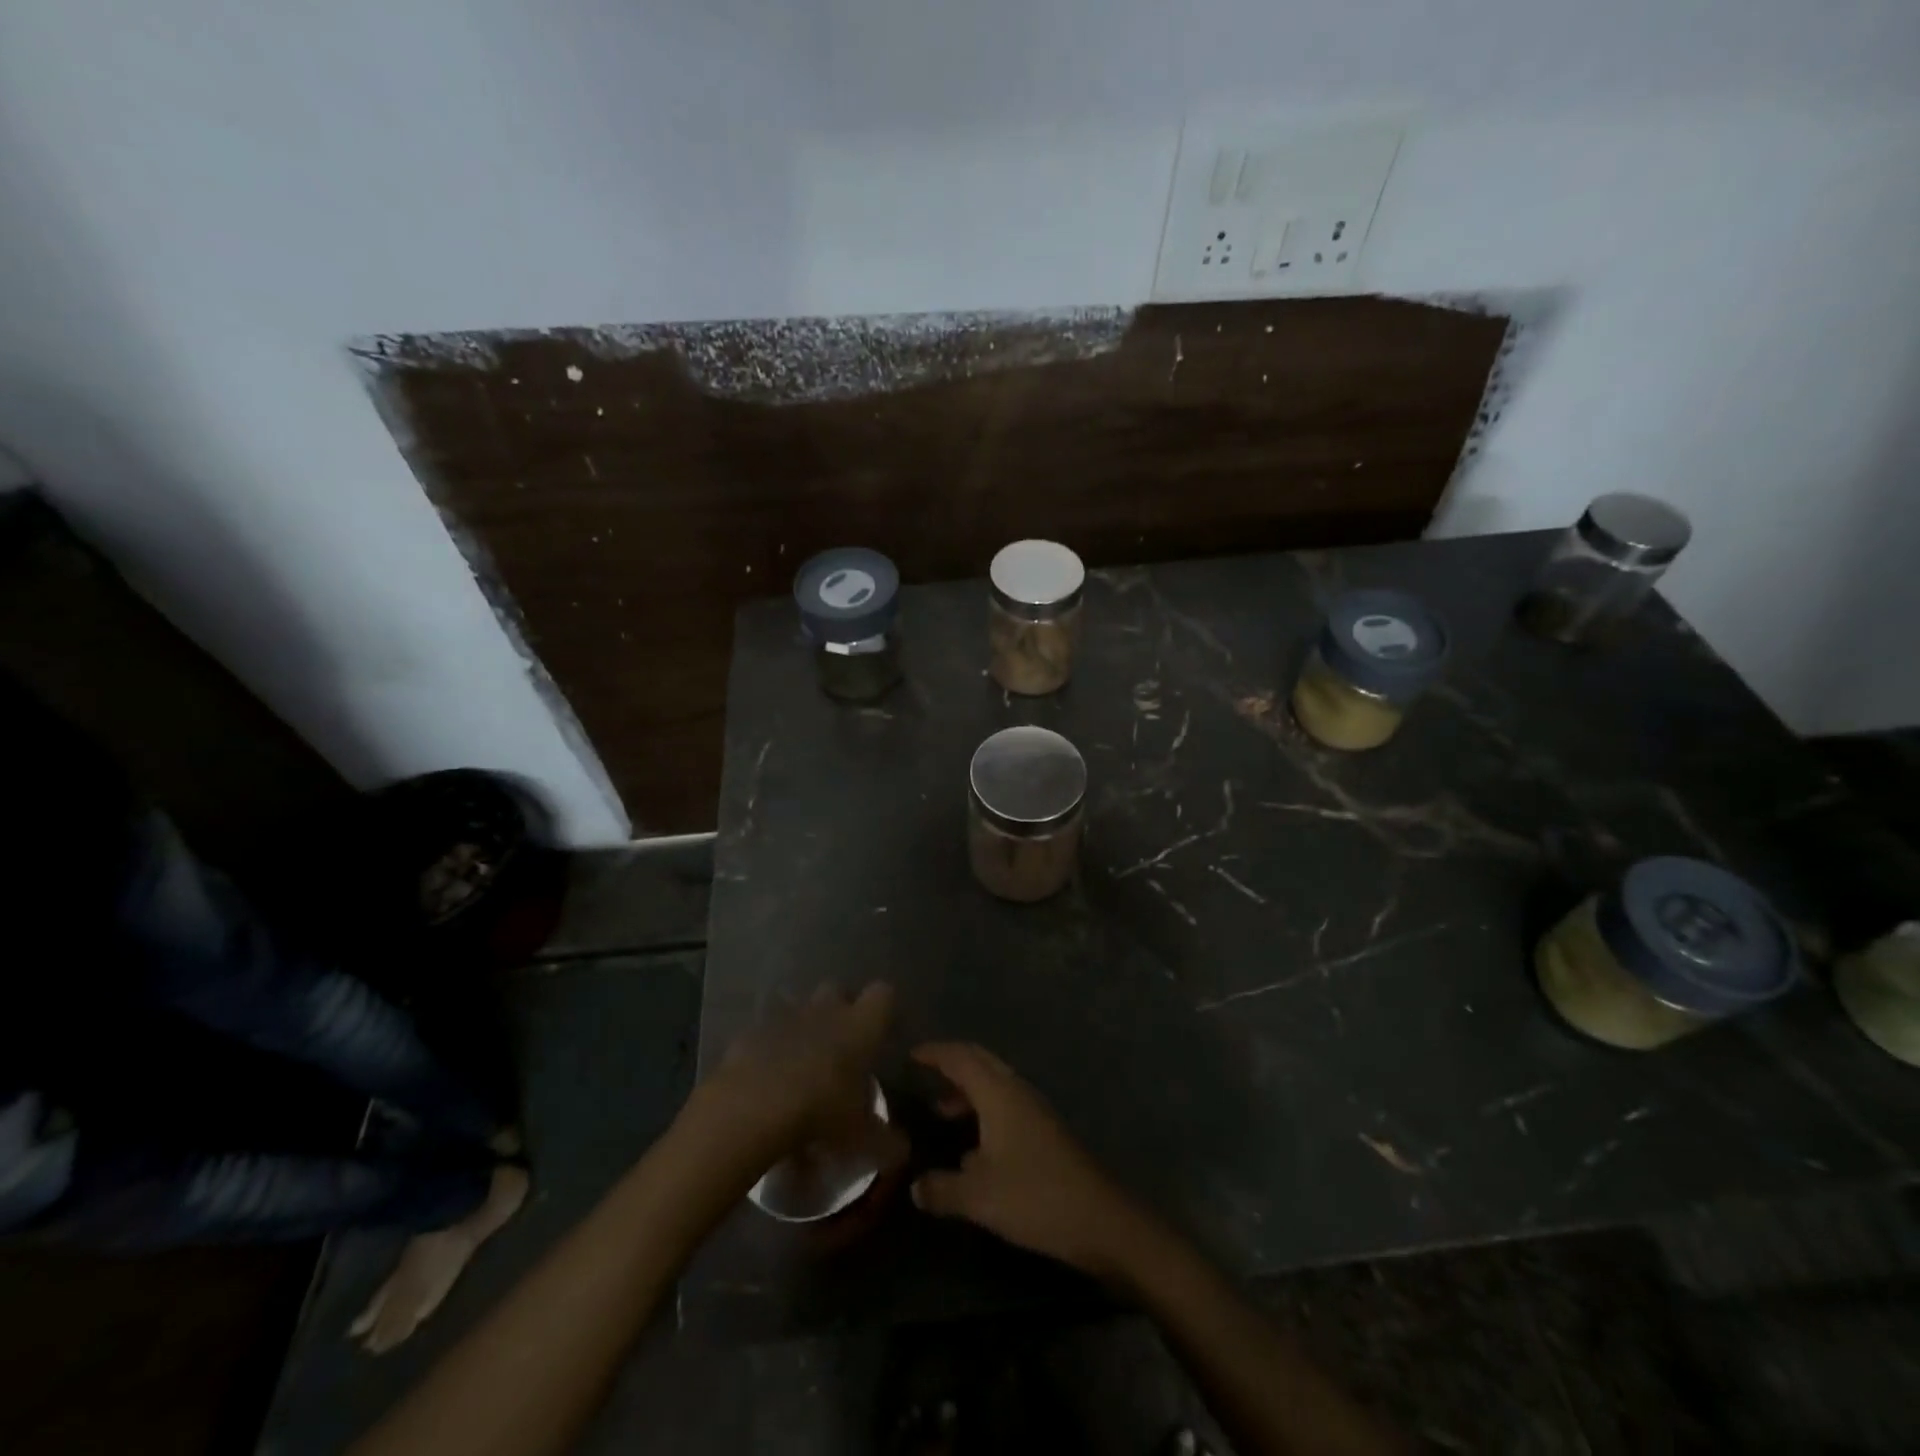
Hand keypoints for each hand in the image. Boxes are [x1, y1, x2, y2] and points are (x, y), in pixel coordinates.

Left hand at [699, 983, 899, 1165]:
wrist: (751, 1108)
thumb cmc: (819, 1112)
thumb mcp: (860, 1137)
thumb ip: (885, 1141)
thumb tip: (903, 1150)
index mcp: (859, 1026)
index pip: (883, 994)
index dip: (882, 1009)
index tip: (880, 1032)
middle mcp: (825, 1010)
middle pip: (838, 989)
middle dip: (839, 1009)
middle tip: (840, 1045)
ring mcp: (785, 1017)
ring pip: (799, 1005)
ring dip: (803, 1025)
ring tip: (801, 1061)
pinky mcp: (751, 1031)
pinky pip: (766, 1030)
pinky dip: (769, 1046)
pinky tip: (767, 1077)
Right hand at [908, 1042, 1142, 1276]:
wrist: (1100, 1219)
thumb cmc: (1035, 1196)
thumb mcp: (978, 1197)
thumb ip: (942, 1188)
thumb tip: (915, 1187)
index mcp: (999, 1093)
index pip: (961, 1058)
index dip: (935, 1053)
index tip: (911, 1054)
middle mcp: (1017, 1091)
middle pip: (981, 1062)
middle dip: (952, 1062)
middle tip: (925, 1071)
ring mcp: (1035, 1111)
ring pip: (995, 1084)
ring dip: (968, 1090)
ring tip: (941, 1110)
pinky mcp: (1046, 1132)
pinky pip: (1006, 1105)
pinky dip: (984, 1110)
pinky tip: (973, 1147)